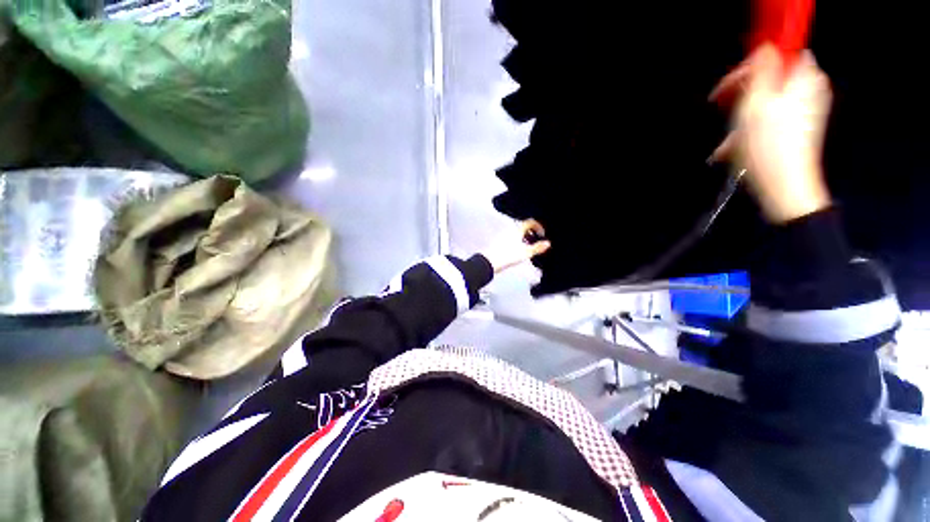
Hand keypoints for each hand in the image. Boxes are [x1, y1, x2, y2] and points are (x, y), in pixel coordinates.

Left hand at [482, 219, 551, 273]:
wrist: (490, 262)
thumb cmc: (507, 255)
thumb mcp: (526, 252)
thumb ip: (537, 247)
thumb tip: (547, 243)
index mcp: (517, 229)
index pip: (530, 222)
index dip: (538, 226)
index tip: (542, 234)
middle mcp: (510, 229)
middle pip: (523, 227)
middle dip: (531, 233)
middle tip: (536, 240)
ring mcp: (503, 235)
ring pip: (517, 232)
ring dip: (524, 237)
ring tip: (528, 247)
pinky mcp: (499, 241)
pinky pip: (511, 237)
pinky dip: (517, 241)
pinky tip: (518, 251)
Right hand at [709, 44, 832, 222]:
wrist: (784, 186)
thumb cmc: (769, 146)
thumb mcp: (756, 103)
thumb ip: (762, 70)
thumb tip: (764, 49)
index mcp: (804, 78)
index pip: (778, 53)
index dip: (750, 66)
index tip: (728, 85)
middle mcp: (810, 90)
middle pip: (772, 79)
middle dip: (745, 95)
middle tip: (725, 109)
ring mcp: (807, 111)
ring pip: (768, 102)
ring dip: (744, 117)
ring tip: (727, 139)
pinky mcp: (799, 129)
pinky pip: (771, 120)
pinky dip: (752, 129)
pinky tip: (734, 147)